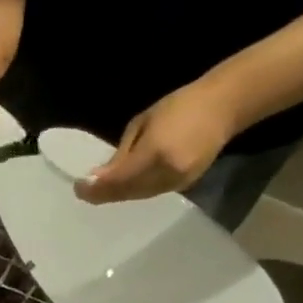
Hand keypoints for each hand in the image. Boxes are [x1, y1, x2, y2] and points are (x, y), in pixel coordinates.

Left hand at [75, 79, 244, 204]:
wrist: (224, 106)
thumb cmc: (179, 106)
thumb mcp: (141, 124)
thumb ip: (121, 154)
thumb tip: (99, 175)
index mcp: (155, 153)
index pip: (117, 180)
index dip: (95, 187)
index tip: (78, 187)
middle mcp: (166, 172)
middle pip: (126, 192)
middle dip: (102, 193)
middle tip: (84, 191)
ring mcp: (178, 181)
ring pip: (137, 196)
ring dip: (116, 195)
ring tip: (98, 191)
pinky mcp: (185, 185)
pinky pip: (151, 193)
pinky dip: (133, 192)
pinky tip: (122, 188)